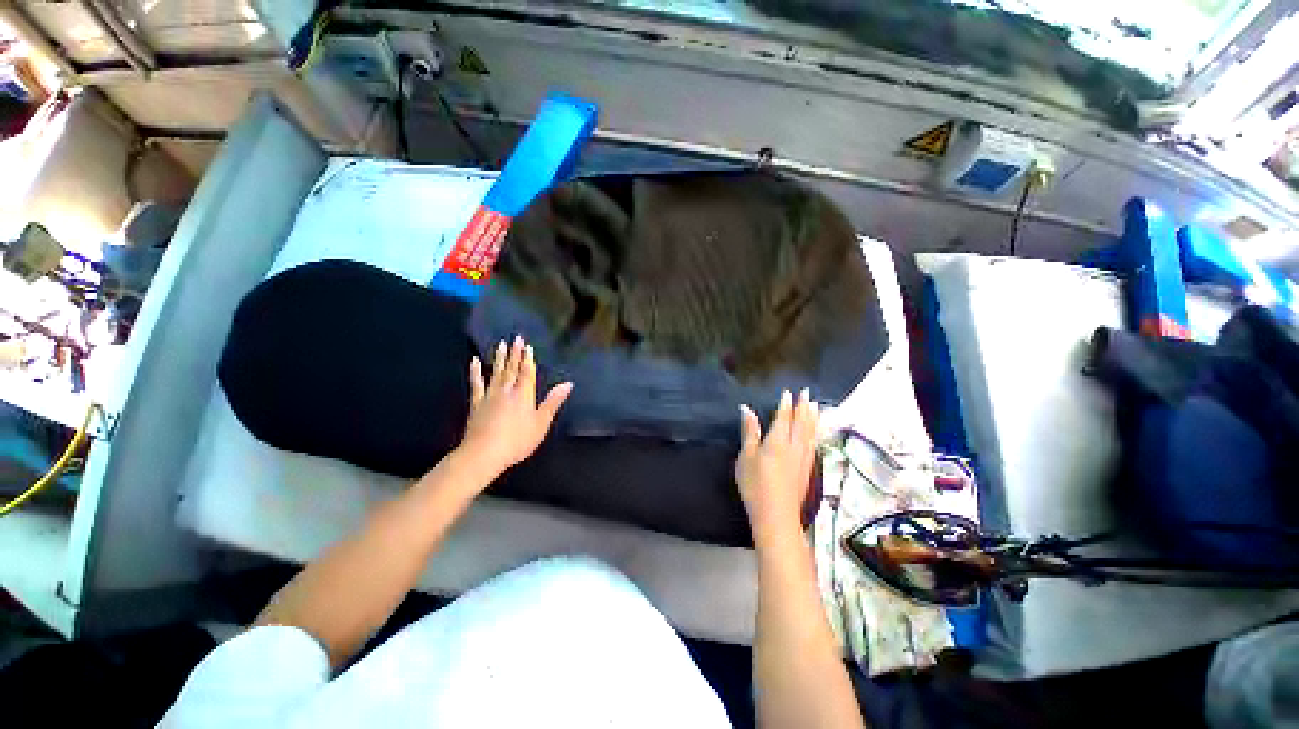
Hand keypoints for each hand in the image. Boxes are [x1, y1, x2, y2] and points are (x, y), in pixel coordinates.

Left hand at [459, 335, 572, 476]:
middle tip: (516, 338)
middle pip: (512, 369)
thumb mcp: (541, 422)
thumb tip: (568, 384)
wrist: (485, 453)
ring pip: (496, 372)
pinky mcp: (476, 403)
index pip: (527, 373)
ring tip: (501, 344)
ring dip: (500, 358)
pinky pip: (476, 384)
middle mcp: (507, 390)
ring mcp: (490, 395)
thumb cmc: (518, 440)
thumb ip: (553, 402)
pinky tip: (475, 362)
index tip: (528, 346)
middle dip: (515, 353)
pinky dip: (476, 372)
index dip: (528, 359)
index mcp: (524, 394)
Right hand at [736, 389, 819, 541]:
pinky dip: (816, 434)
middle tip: (807, 393)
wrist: (776, 516)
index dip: (785, 405)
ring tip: (817, 406)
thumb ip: (749, 432)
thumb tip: (746, 409)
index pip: (783, 418)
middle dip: (803, 407)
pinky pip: (814, 445)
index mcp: (777, 441)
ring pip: (810, 433)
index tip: (788, 393)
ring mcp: (803, 459)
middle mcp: (794, 447)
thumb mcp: (746, 456)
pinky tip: (816, 433)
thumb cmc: (755, 485)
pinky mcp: (807, 470)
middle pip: (800, 423)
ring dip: (813, 418)